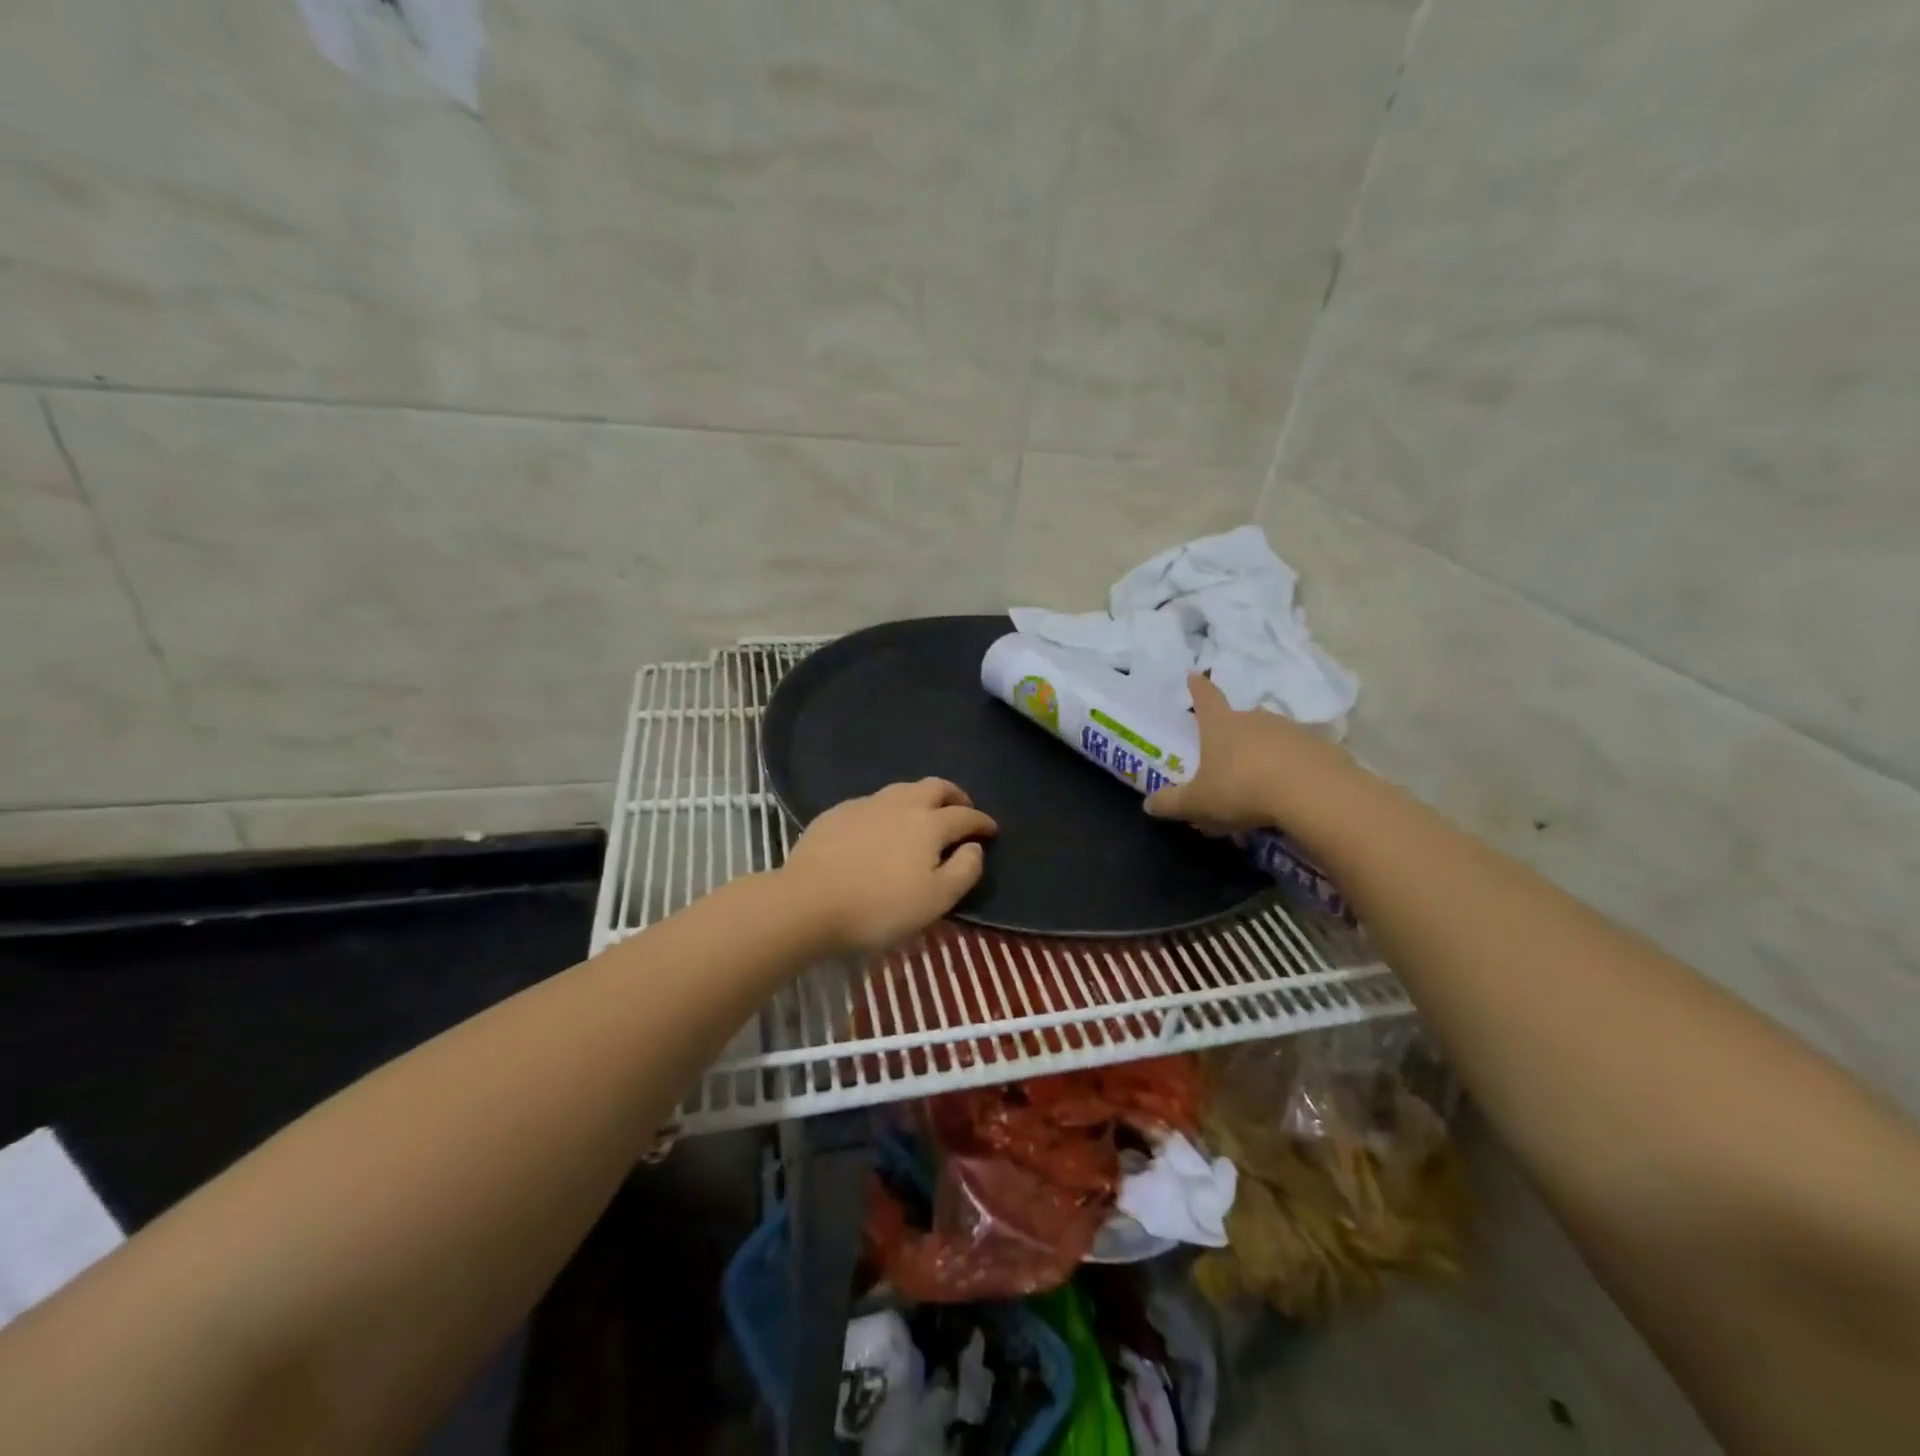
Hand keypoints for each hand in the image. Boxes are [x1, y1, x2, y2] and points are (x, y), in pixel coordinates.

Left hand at [781, 779, 997, 954]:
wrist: (807, 902)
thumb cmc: (878, 908)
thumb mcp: (934, 901)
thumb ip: (963, 871)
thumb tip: (975, 847)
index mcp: (928, 824)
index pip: (964, 816)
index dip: (982, 821)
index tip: (991, 829)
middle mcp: (900, 804)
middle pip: (935, 787)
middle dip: (954, 795)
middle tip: (962, 809)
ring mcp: (865, 804)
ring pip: (902, 789)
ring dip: (921, 797)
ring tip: (924, 814)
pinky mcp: (837, 813)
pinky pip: (873, 802)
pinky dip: (889, 808)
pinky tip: (881, 825)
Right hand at [1145, 672, 1352, 833]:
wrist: (1313, 794)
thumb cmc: (1242, 789)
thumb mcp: (1198, 803)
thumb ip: (1171, 803)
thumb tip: (1149, 804)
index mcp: (1220, 725)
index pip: (1205, 698)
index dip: (1197, 687)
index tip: (1194, 674)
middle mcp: (1255, 719)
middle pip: (1240, 718)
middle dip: (1232, 732)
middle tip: (1226, 753)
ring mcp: (1291, 730)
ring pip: (1270, 736)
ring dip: (1263, 751)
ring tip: (1259, 780)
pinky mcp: (1321, 748)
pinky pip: (1299, 755)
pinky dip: (1291, 768)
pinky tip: (1290, 791)